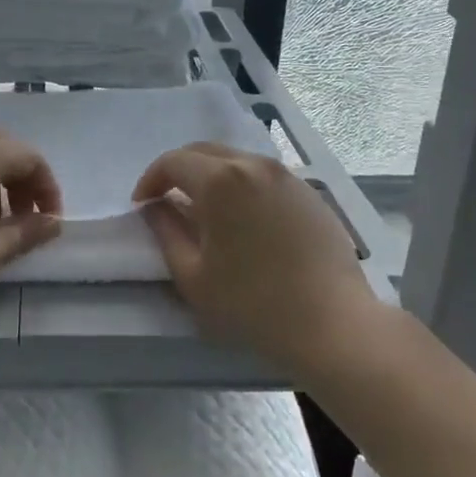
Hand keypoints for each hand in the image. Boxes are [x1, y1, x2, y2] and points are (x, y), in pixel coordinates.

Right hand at [133, 142, 375, 377]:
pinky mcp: (309, 192)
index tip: (142, 206)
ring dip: (212, 176)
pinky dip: (243, 186)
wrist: (333, 324)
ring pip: (237, 160)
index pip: (172, 162)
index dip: (150, 180)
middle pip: (204, 152)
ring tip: (206, 211)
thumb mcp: (193, 276)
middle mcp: (253, 165)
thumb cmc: (253, 304)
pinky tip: (245, 221)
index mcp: (220, 180)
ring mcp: (286, 176)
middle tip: (168, 201)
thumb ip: (166, 233)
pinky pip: (264, 177)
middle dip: (179, 171)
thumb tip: (155, 208)